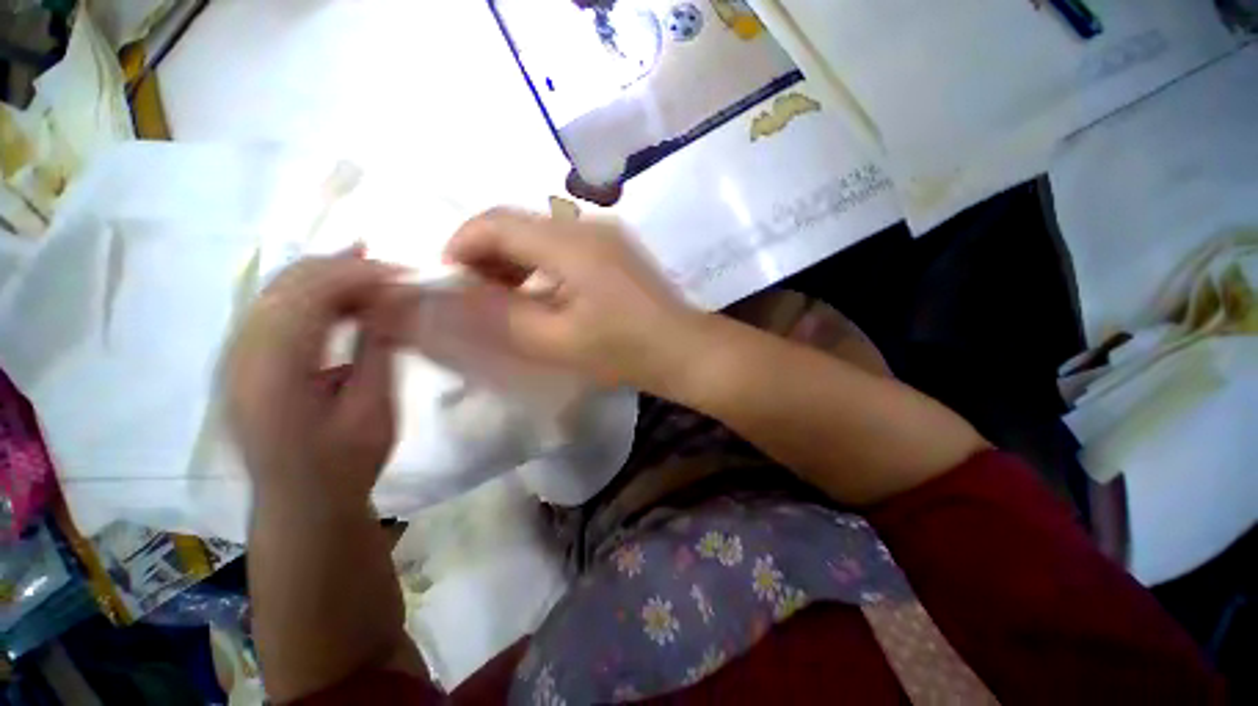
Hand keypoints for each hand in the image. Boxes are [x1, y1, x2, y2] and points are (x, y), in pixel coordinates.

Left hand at [225, 251, 399, 512]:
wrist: (301, 503)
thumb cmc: (344, 464)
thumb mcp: (373, 411)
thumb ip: (376, 352)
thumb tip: (390, 303)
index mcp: (272, 375)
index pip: (307, 298)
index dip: (357, 276)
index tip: (405, 274)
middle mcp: (240, 356)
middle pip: (286, 285)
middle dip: (343, 268)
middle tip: (394, 270)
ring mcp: (235, 356)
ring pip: (278, 291)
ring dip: (329, 276)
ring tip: (376, 274)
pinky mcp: (243, 359)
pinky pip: (276, 308)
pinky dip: (313, 292)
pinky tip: (343, 293)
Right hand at [378, 209, 699, 391]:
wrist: (685, 350)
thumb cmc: (625, 350)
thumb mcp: (557, 340)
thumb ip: (499, 317)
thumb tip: (450, 297)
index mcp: (570, 242)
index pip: (495, 222)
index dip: (460, 247)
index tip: (449, 284)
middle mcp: (587, 225)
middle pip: (516, 224)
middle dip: (484, 256)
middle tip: (473, 297)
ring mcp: (605, 235)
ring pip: (539, 234)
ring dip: (512, 261)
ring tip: (503, 300)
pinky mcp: (615, 250)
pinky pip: (562, 246)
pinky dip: (538, 266)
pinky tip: (540, 296)